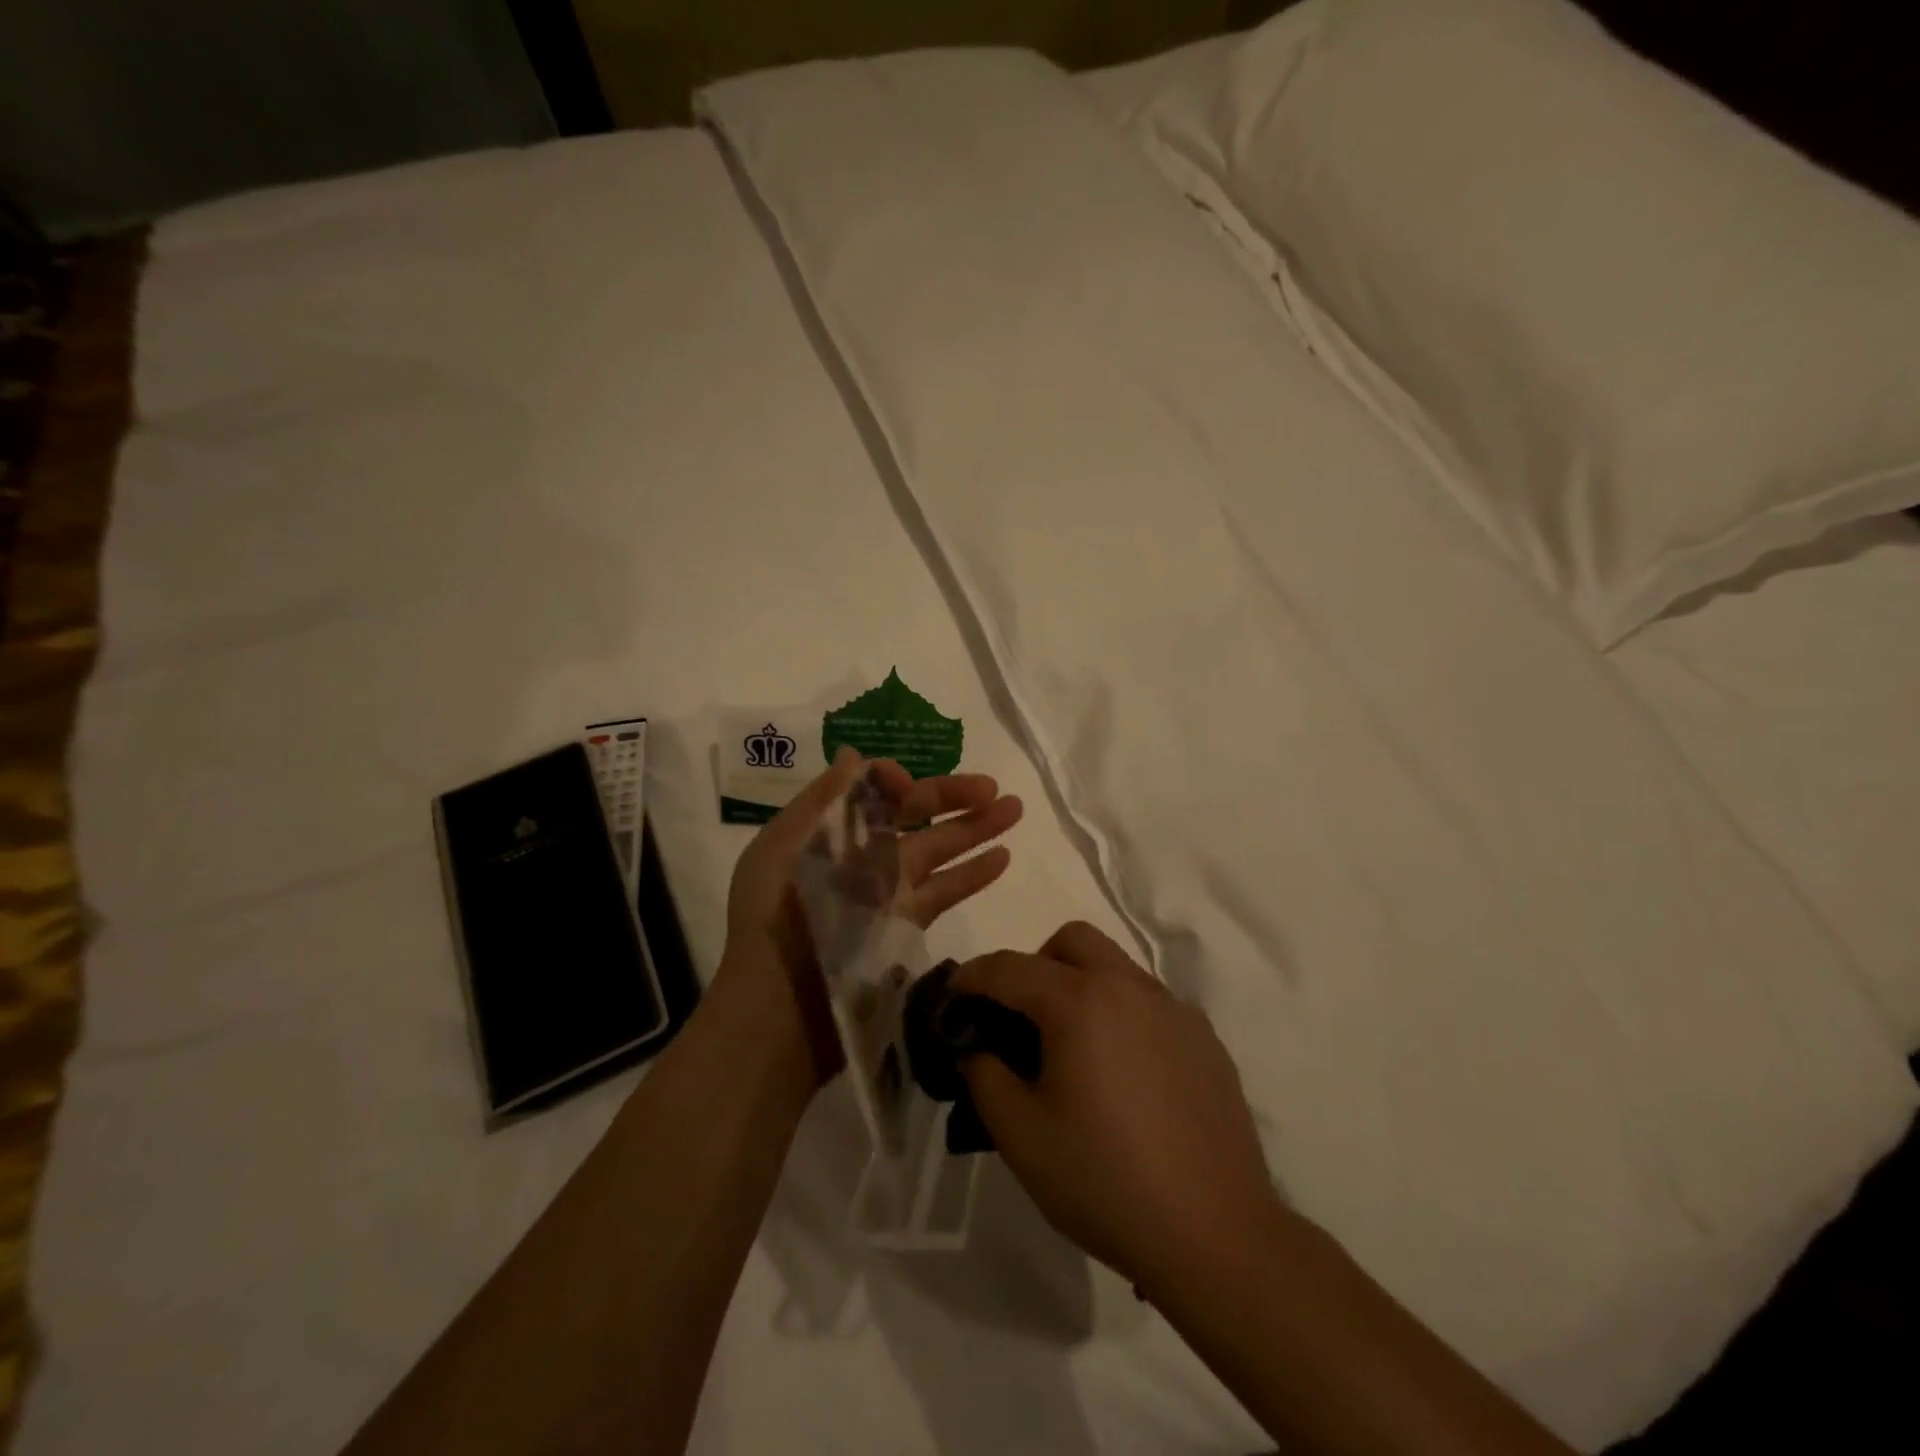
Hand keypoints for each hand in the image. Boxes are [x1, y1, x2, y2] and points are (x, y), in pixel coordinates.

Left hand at [719, 747, 1023, 1084]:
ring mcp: (886, 892)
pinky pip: (945, 891)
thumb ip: (824, 799)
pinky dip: (972, 874)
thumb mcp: (785, 845)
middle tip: (995, 787)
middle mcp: (859, 855)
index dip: (895, 782)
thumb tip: (857, 756)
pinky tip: (1002, 856)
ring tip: (1015, 809)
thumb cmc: (777, 916)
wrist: (781, 1005)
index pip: (871, 794)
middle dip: (953, 797)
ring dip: (976, 828)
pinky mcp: (906, 926)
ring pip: (938, 848)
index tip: (908, 783)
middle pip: (914, 817)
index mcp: (828, 830)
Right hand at [954, 922, 1280, 1291]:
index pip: (1010, 967)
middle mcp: (1129, 988)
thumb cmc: (1105, 1182)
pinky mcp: (1204, 1038)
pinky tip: (1124, 1075)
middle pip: (1072, 940)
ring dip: (1082, 984)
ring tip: (1073, 1049)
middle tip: (1022, 1018)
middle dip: (1035, 964)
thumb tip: (977, 1049)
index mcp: (1080, 1002)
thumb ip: (984, 1076)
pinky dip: (1121, 1014)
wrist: (1216, 1234)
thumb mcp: (1020, 1136)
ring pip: (1115, 965)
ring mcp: (1174, 1009)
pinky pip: (1150, 1002)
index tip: (953, 996)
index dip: (972, 976)